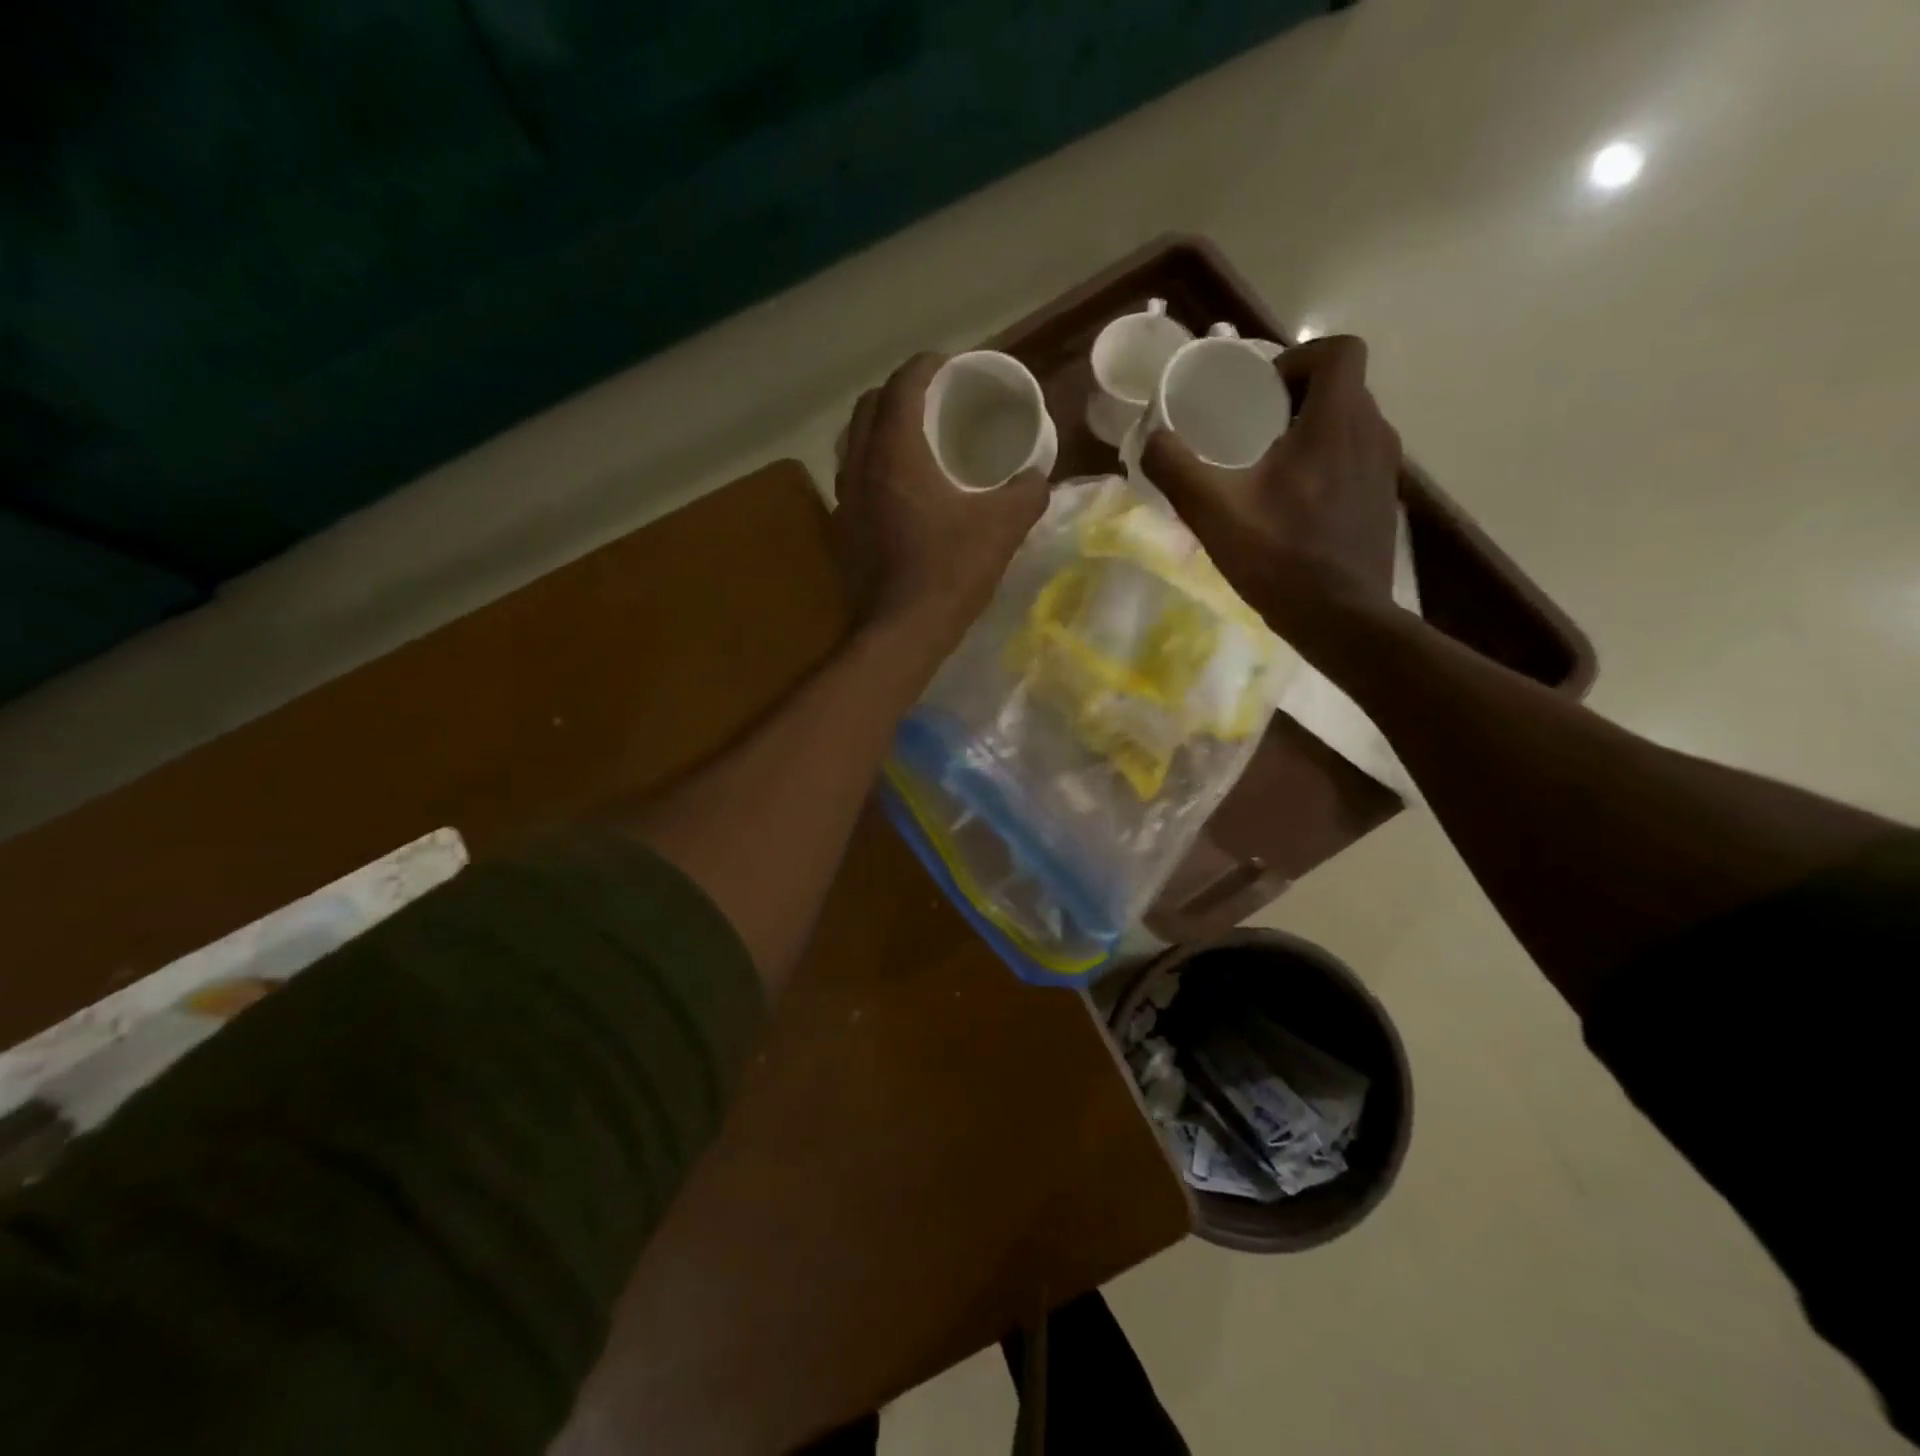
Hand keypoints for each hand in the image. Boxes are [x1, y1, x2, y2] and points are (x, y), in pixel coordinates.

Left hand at [833, 352, 1049, 650]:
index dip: (926, 366)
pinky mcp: (842, 530)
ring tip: (912, 439)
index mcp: (896, 452)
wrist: (900, 633)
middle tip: (931, 401)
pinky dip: (872, 466)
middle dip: (899, 391)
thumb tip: (1038, 476)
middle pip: (869, 406)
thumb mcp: (1002, 529)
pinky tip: (897, 489)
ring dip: (879, 428)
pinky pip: (852, 478)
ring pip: (854, 442)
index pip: (903, 385)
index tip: (949, 366)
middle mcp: (861, 466)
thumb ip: (1026, 493)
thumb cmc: (949, 573)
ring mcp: (844, 500)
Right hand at [1142, 335, 1401, 645]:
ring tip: (1268, 470)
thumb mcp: (1214, 513)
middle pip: (1340, 388)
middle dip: (1294, 398)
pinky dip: (1325, 466)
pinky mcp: (1383, 502)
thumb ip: (1177, 469)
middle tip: (1251, 431)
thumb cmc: (1279, 558)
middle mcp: (1373, 433)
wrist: (1342, 619)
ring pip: (1349, 426)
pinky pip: (1354, 461)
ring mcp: (1385, 470)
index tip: (1260, 392)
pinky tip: (1293, 507)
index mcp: (1337, 421)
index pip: (1338, 350)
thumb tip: (1152, 438)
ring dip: (1310, 433)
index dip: (1297, 358)